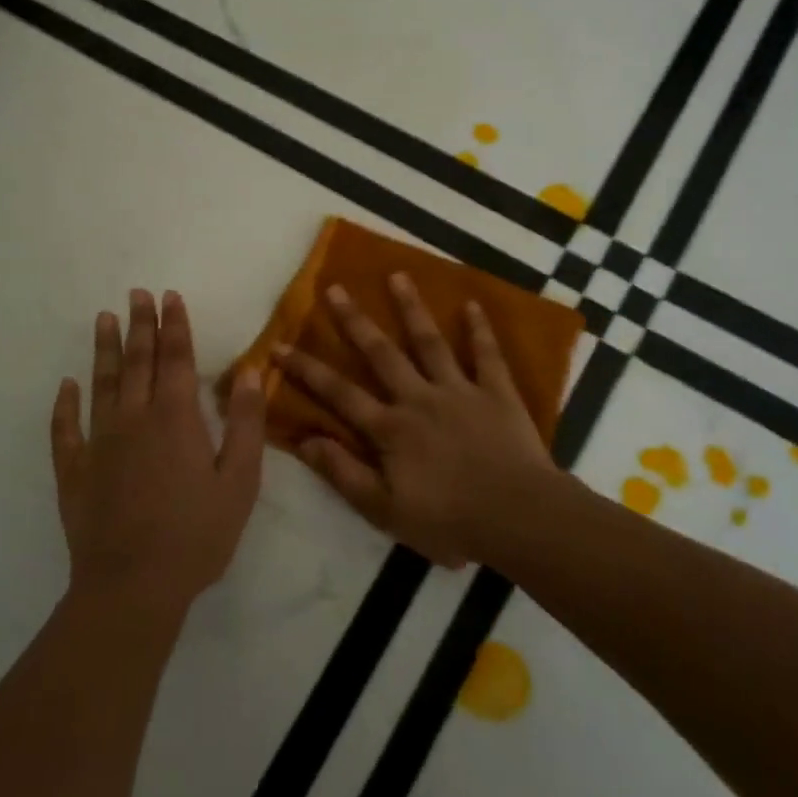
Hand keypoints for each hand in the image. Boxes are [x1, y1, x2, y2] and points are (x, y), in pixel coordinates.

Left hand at [51, 289, 264, 613]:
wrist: (133, 586)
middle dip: (140, 324)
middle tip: (135, 293)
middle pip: (138, 361)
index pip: (175, 358)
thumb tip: (249, 373)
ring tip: (103, 319)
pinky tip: (66, 387)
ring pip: (102, 384)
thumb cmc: (196, 534)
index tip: (169, 296)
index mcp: (175, 417)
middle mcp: (134, 418)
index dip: (174, 324)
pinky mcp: (75, 471)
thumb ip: (246, 423)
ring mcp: (99, 443)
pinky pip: (66, 429)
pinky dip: (65, 405)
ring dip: (104, 350)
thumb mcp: (240, 481)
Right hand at [273, 275, 571, 567]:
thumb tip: (303, 440)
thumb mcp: (384, 510)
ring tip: (397, 275)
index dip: (305, 370)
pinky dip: (480, 330)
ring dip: (412, 308)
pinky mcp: (497, 393)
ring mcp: (460, 391)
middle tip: (336, 288)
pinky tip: (472, 304)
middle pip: (381, 353)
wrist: (519, 519)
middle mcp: (419, 398)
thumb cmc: (449, 521)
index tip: (278, 345)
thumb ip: (343, 473)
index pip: (338, 393)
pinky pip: (487, 355)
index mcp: (390, 428)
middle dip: (355, 321)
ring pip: (430, 343)